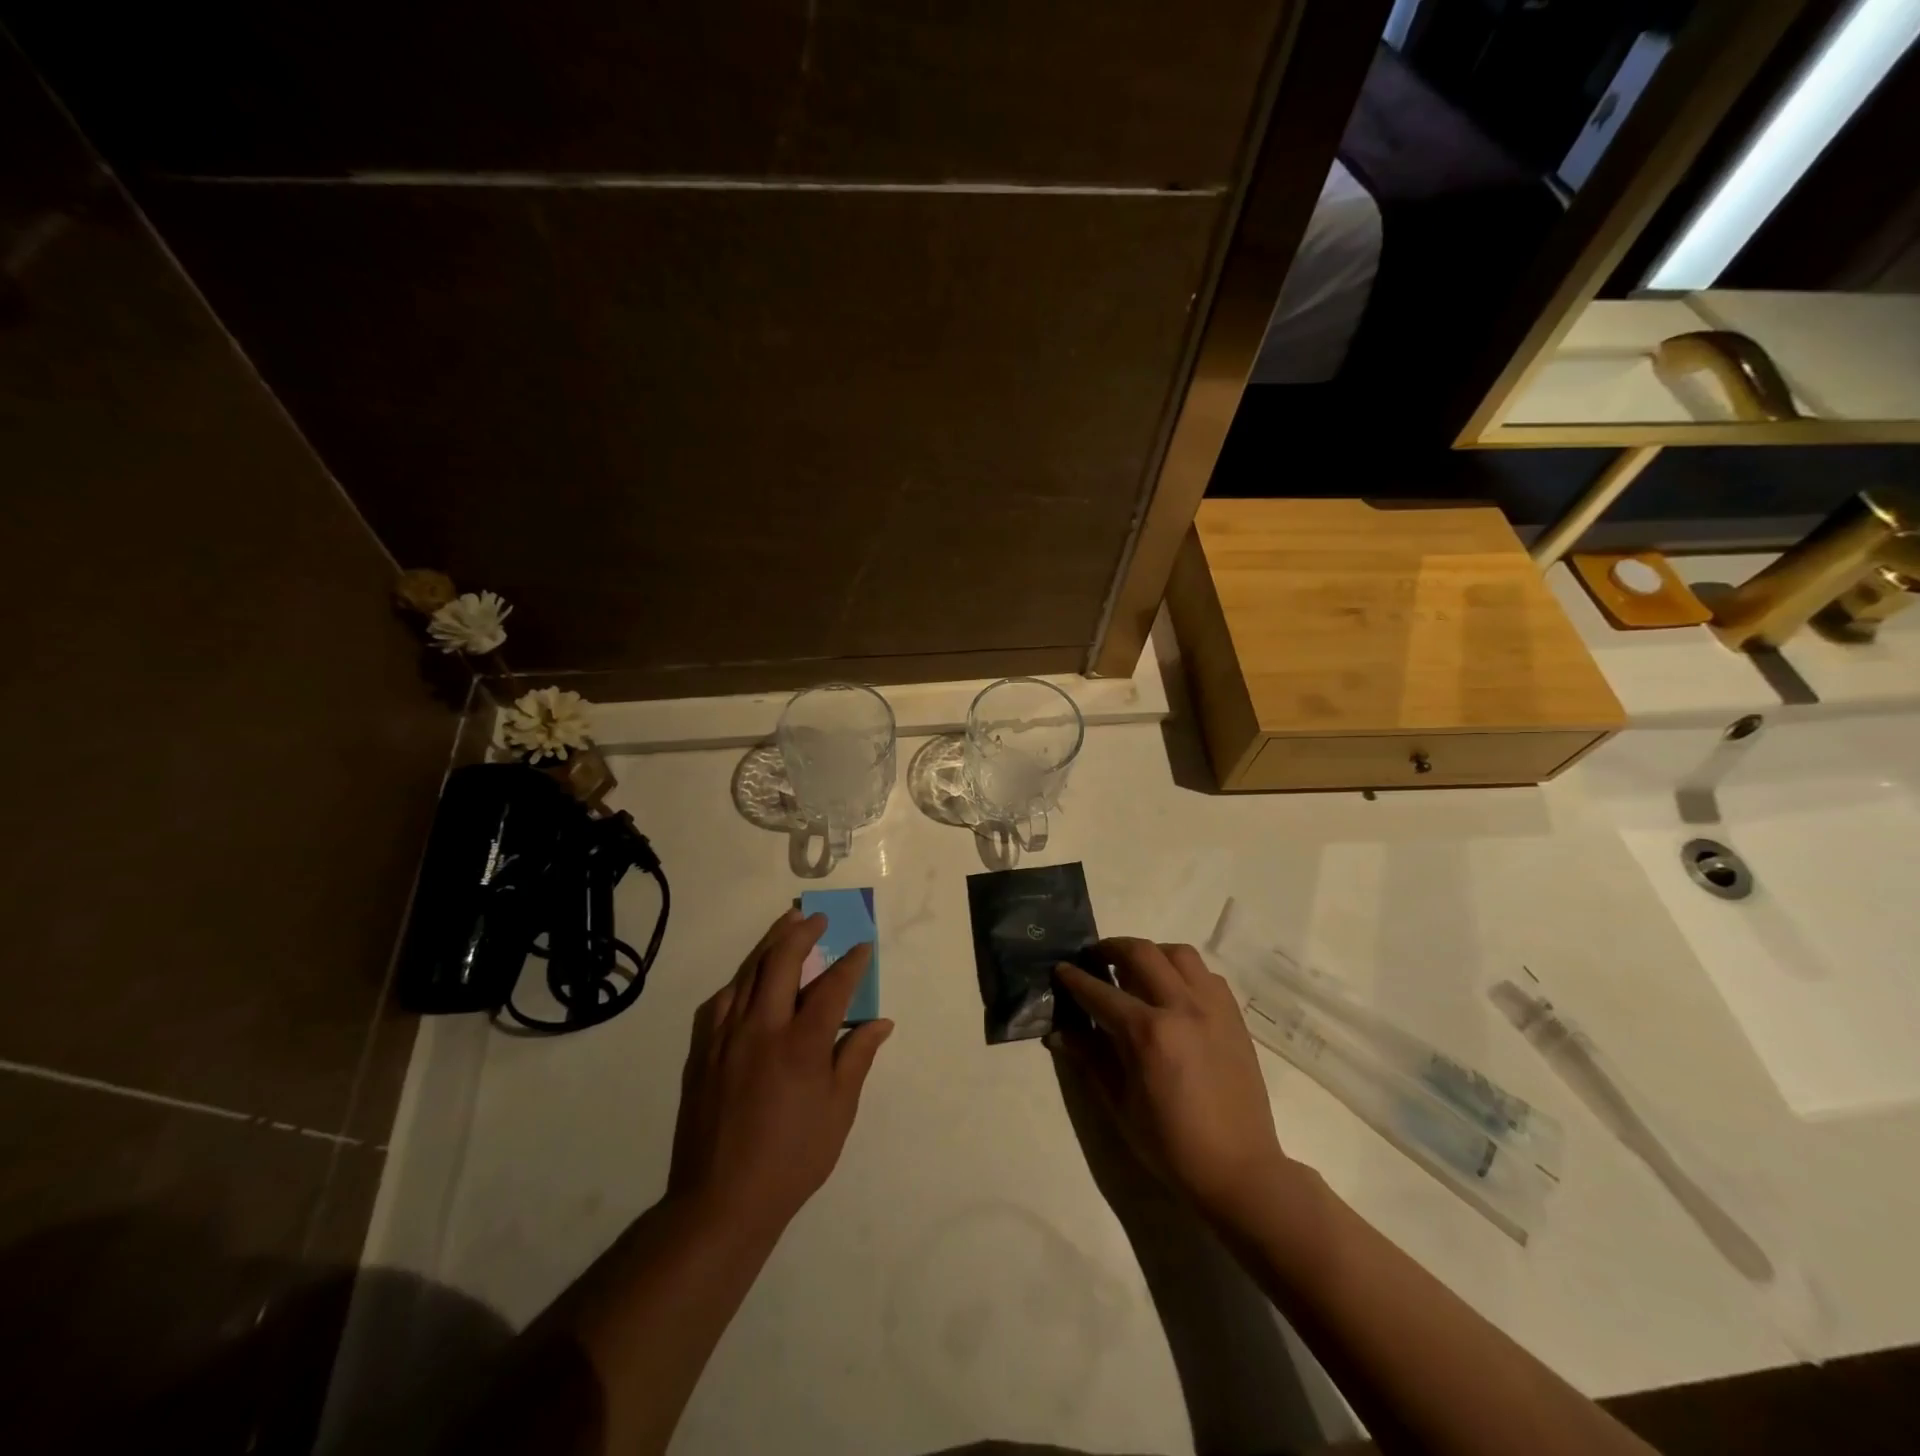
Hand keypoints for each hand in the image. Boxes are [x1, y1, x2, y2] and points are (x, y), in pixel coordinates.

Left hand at [668, 909, 893, 1243]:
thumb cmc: (792, 1158)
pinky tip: (749, 977)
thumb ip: (857, 1059)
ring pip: (748, 972)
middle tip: (818, 918)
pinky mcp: (702, 1051)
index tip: (863, 947)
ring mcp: (726, 1037)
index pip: (832, 987)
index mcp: (801, 1045)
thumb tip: (880, 1023)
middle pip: (781, 962)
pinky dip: (741, 979)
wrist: (721, 1200)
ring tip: (786, 925)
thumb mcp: (838, 1112)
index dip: (851, 964)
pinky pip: (722, 1000)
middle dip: (803, 932)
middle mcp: (762, 1029)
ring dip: (770, 944)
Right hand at [1052, 939, 1287, 1224]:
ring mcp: (1212, 1008)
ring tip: (1136, 967)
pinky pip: (1206, 975)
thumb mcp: (1119, 1105)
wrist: (1239, 1169)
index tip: (1061, 969)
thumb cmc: (1171, 1145)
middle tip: (1095, 958)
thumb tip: (1059, 1032)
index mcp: (1148, 1033)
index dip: (1075, 979)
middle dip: (1110, 949)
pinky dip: (1184, 971)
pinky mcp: (1233, 1016)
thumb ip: (1090, 1058)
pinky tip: (1173, 990)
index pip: (1100, 992)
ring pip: (1178, 954)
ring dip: (1151, 953)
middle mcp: (1181, 1007)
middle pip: (1140, 953)